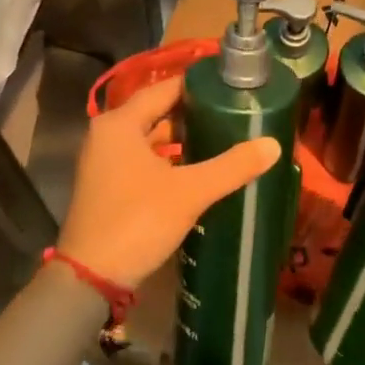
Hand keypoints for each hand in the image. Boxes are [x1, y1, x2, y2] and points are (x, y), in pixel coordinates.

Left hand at [59, 75, 280, 289]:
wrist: (90, 278)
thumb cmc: (137, 221)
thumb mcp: (190, 192)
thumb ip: (231, 166)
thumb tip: (274, 144)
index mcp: (120, 123)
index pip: (164, 89)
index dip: (198, 85)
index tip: (230, 86)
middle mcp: (108, 134)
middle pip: (157, 112)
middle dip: (194, 113)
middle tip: (233, 112)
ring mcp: (105, 161)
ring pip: (150, 138)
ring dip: (182, 139)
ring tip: (223, 137)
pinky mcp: (108, 185)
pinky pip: (143, 159)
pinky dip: (168, 160)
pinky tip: (198, 169)